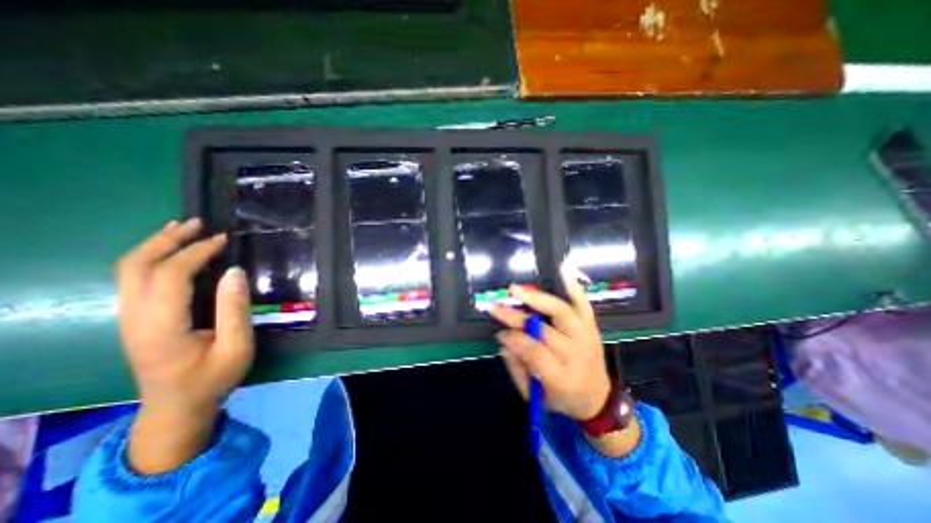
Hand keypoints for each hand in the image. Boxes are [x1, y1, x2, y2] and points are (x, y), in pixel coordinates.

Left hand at [115, 217, 252, 473]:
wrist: (176, 408)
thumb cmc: (213, 378)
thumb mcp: (236, 347)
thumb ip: (234, 309)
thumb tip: (234, 272)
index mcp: (161, 326)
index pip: (171, 275)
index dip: (196, 252)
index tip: (223, 239)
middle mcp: (134, 317)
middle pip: (136, 266)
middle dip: (166, 239)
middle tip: (198, 223)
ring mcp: (128, 318)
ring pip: (128, 270)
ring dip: (155, 245)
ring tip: (183, 229)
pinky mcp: (133, 319)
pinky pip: (133, 279)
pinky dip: (151, 258)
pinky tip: (171, 252)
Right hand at [490, 266, 615, 419]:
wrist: (598, 398)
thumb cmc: (562, 398)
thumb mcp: (534, 396)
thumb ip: (516, 369)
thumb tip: (503, 340)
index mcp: (561, 378)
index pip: (533, 352)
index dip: (513, 339)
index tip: (498, 332)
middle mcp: (576, 354)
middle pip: (544, 330)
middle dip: (516, 317)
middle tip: (496, 307)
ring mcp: (586, 337)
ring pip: (561, 312)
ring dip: (537, 299)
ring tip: (516, 290)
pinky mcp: (592, 327)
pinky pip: (583, 305)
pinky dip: (573, 287)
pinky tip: (563, 271)